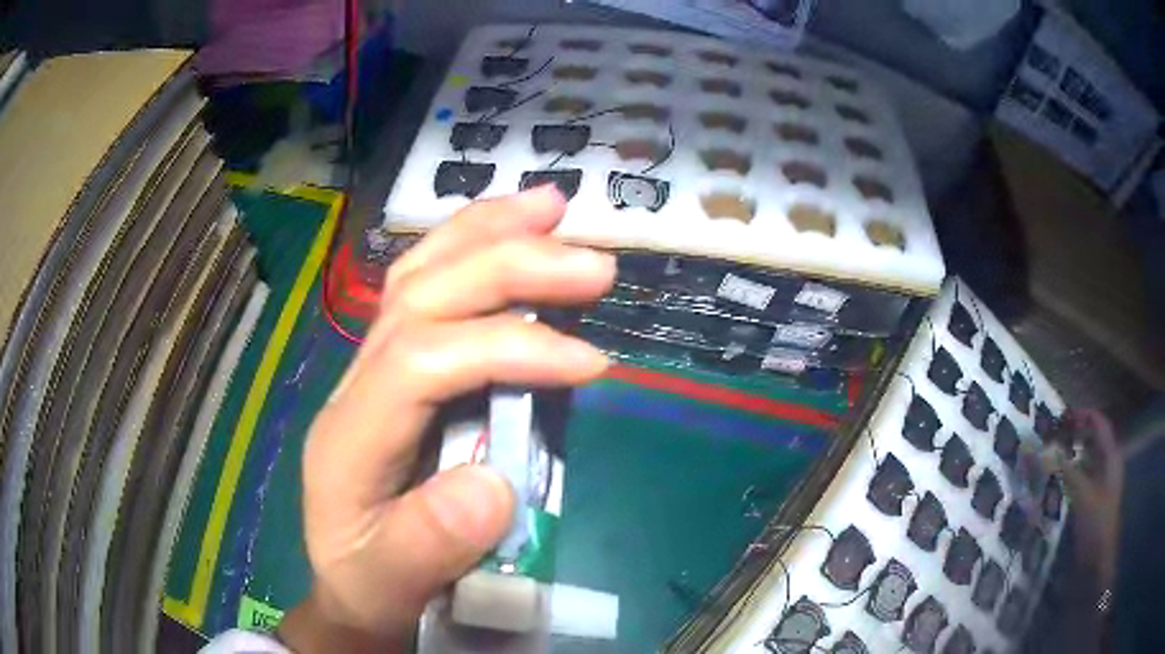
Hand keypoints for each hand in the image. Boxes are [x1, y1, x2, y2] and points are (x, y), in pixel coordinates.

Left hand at [279, 187, 614, 652]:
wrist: (350, 587)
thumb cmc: (369, 588)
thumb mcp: (387, 588)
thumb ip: (426, 547)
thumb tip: (493, 484)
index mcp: (350, 435)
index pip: (422, 360)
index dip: (506, 349)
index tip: (588, 361)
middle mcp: (357, 385)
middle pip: (422, 296)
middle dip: (506, 266)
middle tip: (594, 264)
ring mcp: (374, 369)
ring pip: (419, 276)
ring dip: (485, 233)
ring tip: (551, 205)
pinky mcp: (399, 371)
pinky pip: (427, 292)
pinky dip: (469, 250)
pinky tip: (509, 232)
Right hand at [1047, 409, 1123, 590]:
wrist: (1096, 564)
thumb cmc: (1096, 524)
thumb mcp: (1082, 495)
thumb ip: (1065, 470)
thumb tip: (1041, 449)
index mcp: (1111, 456)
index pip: (1099, 424)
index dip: (1082, 415)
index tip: (1060, 417)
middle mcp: (1107, 465)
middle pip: (1092, 440)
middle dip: (1074, 434)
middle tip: (1052, 436)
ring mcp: (1099, 485)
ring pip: (1085, 460)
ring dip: (1070, 455)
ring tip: (1050, 457)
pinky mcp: (1091, 503)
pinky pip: (1080, 480)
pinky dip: (1069, 475)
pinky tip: (1055, 483)